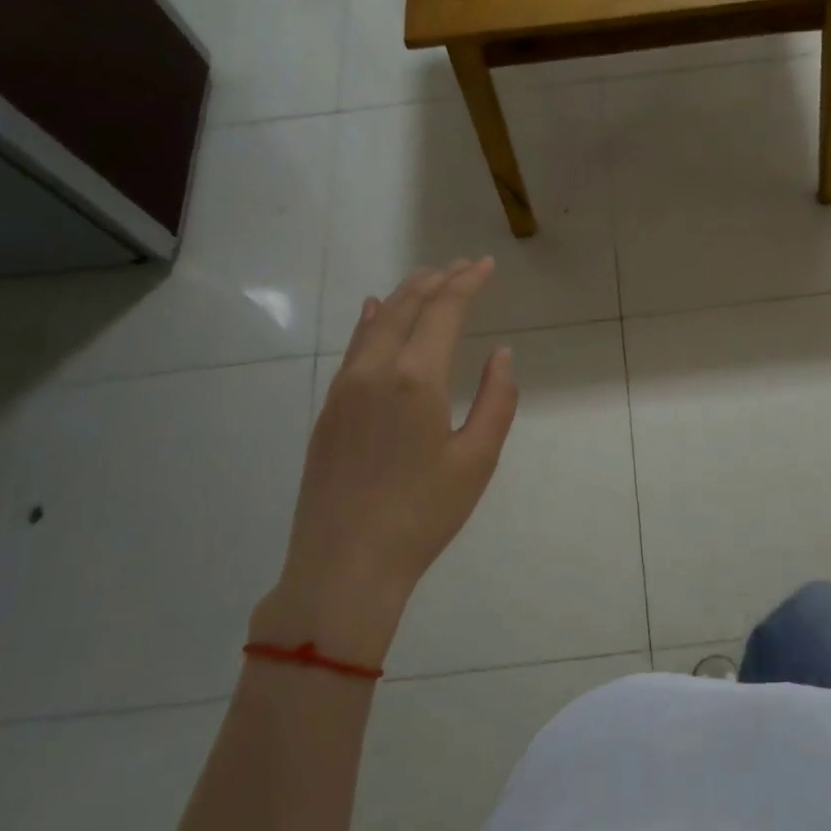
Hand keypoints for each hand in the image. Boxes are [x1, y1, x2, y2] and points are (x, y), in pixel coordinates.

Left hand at [253, 259, 518, 665]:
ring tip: (428, 279)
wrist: (344, 565)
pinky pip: (354, 348)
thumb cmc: (422, 515)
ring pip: (375, 323)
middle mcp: (374, 371)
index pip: (442, 311)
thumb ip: (497, 400)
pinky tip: (374, 313)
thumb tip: (501, 355)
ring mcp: (344, 389)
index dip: (467, 283)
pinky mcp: (329, 411)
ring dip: (405, 296)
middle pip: (406, 307)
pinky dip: (371, 322)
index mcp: (416, 378)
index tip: (486, 265)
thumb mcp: (477, 459)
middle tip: (464, 266)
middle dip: (437, 281)